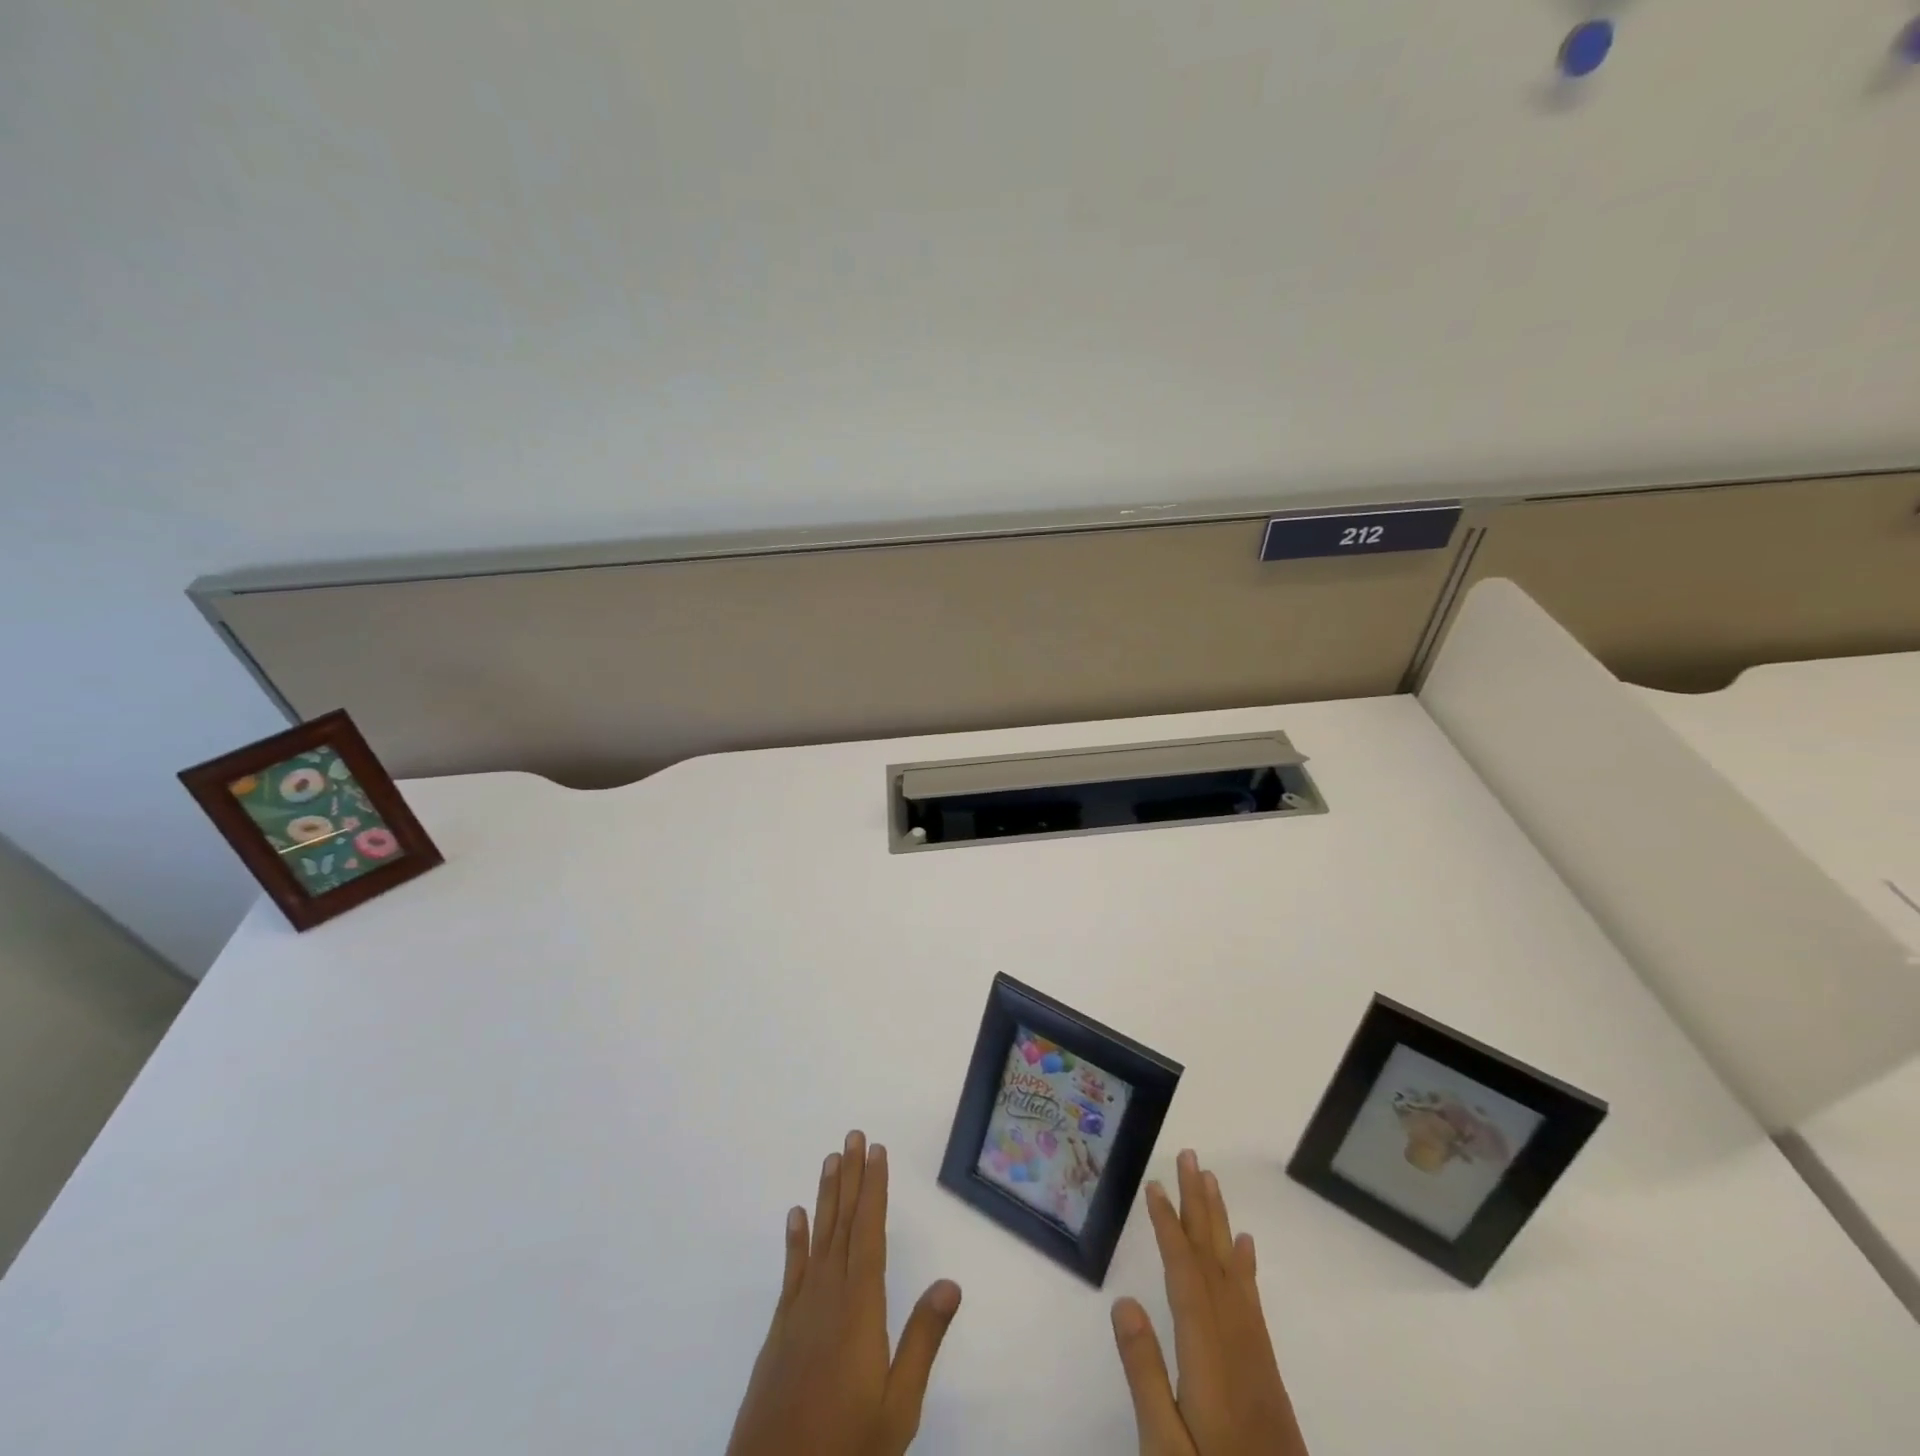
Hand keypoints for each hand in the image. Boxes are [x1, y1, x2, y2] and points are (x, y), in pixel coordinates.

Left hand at [726, 1130, 962, 1455]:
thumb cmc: (846, 1445)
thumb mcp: (898, 1406)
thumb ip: (923, 1341)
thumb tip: (951, 1283)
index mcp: (860, 1307)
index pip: (869, 1232)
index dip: (874, 1189)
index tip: (877, 1151)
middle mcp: (828, 1295)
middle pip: (843, 1224)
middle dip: (851, 1177)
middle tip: (854, 1135)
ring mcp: (800, 1311)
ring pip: (818, 1238)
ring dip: (826, 1196)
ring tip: (831, 1159)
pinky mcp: (780, 1330)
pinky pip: (791, 1271)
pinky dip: (795, 1240)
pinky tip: (796, 1216)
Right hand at [1110, 1150, 1308, 1455]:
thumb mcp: (1166, 1449)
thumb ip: (1145, 1375)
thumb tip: (1123, 1301)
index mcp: (1207, 1353)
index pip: (1184, 1274)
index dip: (1169, 1226)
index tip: (1155, 1185)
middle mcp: (1235, 1341)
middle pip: (1213, 1259)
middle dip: (1199, 1205)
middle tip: (1191, 1157)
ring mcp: (1254, 1355)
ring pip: (1233, 1272)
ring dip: (1220, 1223)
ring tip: (1211, 1182)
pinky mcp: (1264, 1371)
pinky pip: (1251, 1300)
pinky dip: (1244, 1266)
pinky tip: (1243, 1247)